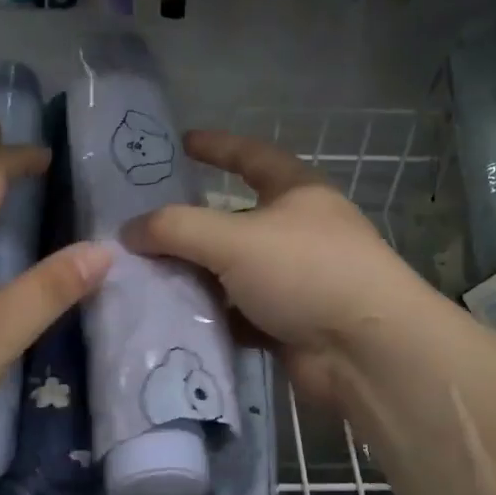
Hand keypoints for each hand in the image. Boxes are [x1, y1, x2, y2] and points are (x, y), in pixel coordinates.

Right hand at [122, 130, 437, 405]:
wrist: (367, 352)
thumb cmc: (307, 271)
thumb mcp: (235, 239)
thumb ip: (176, 229)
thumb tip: (128, 230)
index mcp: (296, 193)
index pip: (251, 156)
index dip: (217, 146)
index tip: (181, 142)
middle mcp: (298, 232)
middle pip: (234, 221)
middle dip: (191, 225)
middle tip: (142, 228)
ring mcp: (296, 280)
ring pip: (233, 272)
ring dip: (196, 276)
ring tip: (143, 278)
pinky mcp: (290, 324)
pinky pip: (239, 314)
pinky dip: (211, 316)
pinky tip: (173, 321)